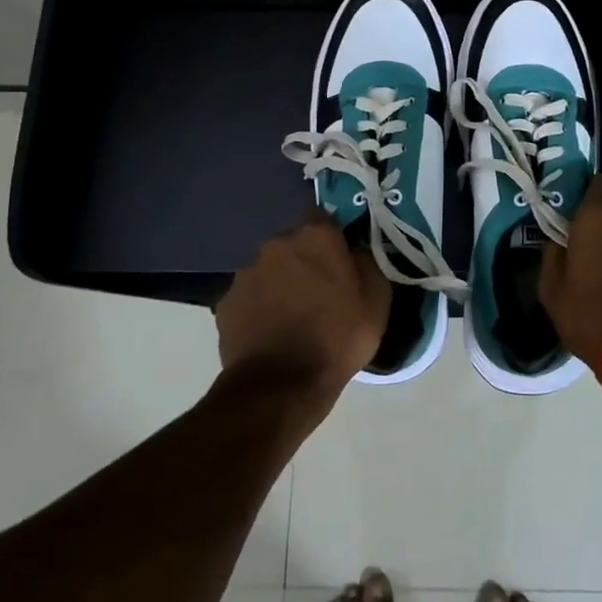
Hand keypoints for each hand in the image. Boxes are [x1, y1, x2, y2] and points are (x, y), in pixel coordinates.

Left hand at [216, 210, 388, 402]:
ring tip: (291, 318)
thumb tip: (355, 249)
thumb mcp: (376, 301)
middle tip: (317, 292)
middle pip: (293, 244)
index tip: (337, 257)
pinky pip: (249, 297)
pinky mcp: (226, 302)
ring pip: (269, 270)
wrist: (280, 386)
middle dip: (303, 261)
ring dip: (279, 284)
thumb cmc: (337, 338)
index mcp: (315, 237)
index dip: (329, 235)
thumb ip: (367, 263)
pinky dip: (258, 308)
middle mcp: (276, 244)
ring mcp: (246, 273)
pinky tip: (270, 333)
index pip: (321, 216)